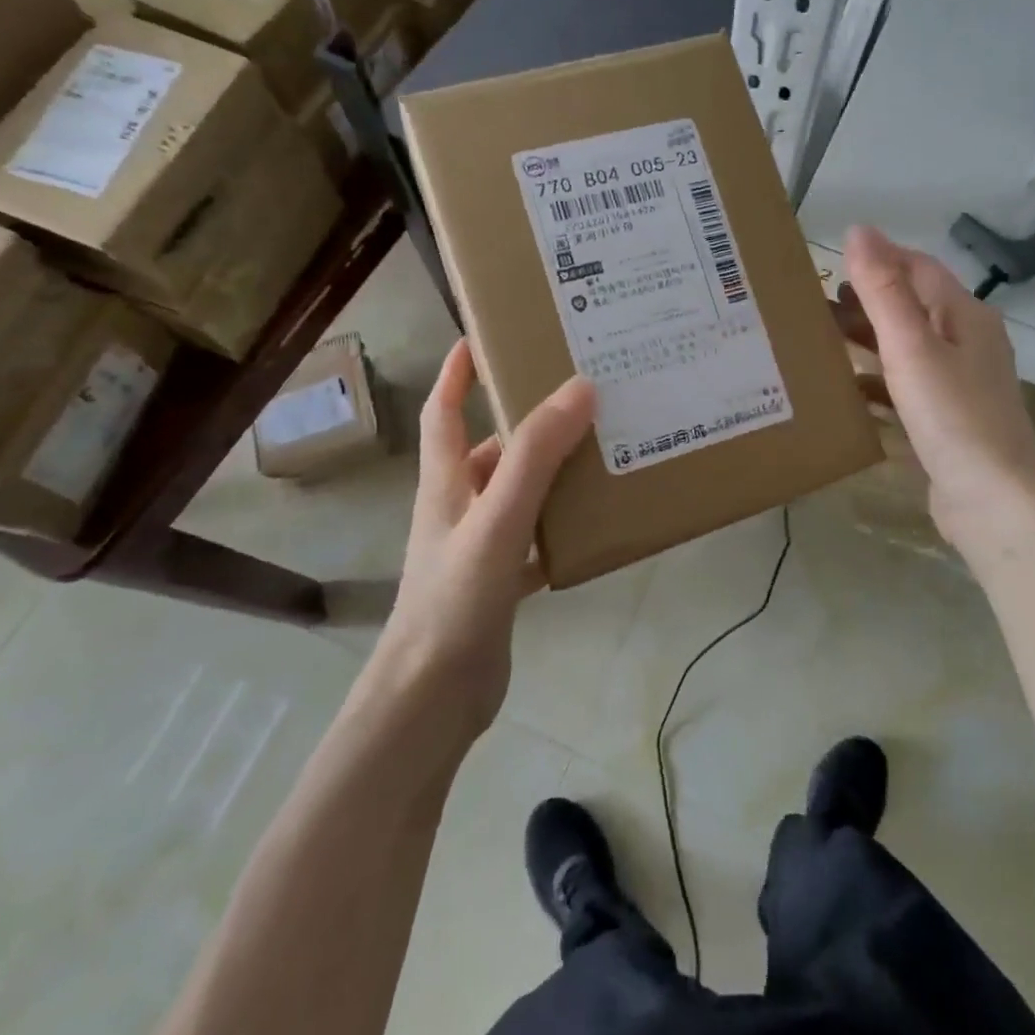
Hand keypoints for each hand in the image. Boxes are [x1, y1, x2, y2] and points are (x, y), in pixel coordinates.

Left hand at [381, 338, 595, 727]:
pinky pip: (534, 539)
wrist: (433, 697)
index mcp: (447, 483)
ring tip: (600, 452)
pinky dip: (559, 527)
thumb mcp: (498, 519)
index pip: (443, 411)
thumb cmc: (456, 599)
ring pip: (517, 494)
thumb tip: (580, 388)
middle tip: (578, 396)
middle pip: (491, 450)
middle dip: (526, 421)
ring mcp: (478, 547)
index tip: (480, 337)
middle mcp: (459, 507)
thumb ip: (535, 456)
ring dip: (550, 473)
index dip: (457, 373)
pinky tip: (594, 525)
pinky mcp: (498, 582)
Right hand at [841, 226, 1034, 551]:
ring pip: (907, 349)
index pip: (919, 267)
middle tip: (814, 304)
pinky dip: (877, 382)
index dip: (878, 258)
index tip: (831, 261)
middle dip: (866, 302)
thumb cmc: (953, 416)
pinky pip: (906, 388)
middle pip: (912, 308)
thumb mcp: (911, 347)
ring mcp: (960, 385)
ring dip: (868, 342)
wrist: (993, 502)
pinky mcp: (948, 421)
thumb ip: (883, 290)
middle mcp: (968, 343)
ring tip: (820, 342)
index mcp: (966, 316)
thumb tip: (859, 230)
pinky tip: (846, 392)